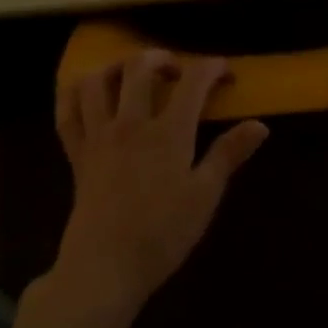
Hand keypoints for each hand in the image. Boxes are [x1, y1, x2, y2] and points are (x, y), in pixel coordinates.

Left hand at [53, 51, 268, 316]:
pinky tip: (88, 93)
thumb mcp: (205, 196)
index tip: (226, 73)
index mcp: (168, 131)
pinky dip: (74, 93)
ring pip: (98, 80)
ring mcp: (99, 135)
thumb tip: (261, 125)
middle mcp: (131, 122)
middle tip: (176, 72)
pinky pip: (67, 112)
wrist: (104, 270)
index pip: (194, 80)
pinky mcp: (76, 153)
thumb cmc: (161, 234)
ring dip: (116, 67)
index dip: (213, 68)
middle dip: (162, 58)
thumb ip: (229, 154)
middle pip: (140, 66)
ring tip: (131, 75)